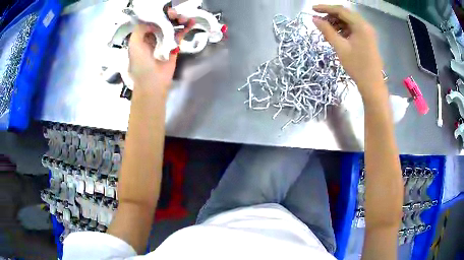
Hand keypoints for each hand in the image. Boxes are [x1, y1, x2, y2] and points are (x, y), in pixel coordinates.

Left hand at [128, 9, 193, 90]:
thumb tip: (153, 19)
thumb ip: (140, 29)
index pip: (151, 19)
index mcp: (142, 35)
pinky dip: (186, 27)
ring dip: (179, 19)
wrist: (153, 82)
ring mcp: (164, 40)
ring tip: (183, 18)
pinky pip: (180, 33)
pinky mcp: (174, 46)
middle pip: (163, 20)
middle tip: (174, 14)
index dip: (157, 13)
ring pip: (172, 25)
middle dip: (169, 15)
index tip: (164, 10)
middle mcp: (153, 36)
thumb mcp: (134, 44)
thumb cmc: (141, 64)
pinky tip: (191, 22)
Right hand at [312, 5, 384, 96]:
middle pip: (345, 14)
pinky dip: (343, 29)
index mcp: (361, 26)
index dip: (325, 8)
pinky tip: (336, 35)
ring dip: (337, 22)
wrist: (372, 85)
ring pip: (349, 21)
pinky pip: (353, 29)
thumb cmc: (357, 67)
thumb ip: (327, 31)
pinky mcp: (367, 39)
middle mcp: (365, 25)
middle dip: (331, 15)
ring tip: (325, 29)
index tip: (312, 9)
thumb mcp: (340, 47)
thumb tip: (314, 19)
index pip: (341, 10)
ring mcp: (367, 32)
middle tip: (318, 19)